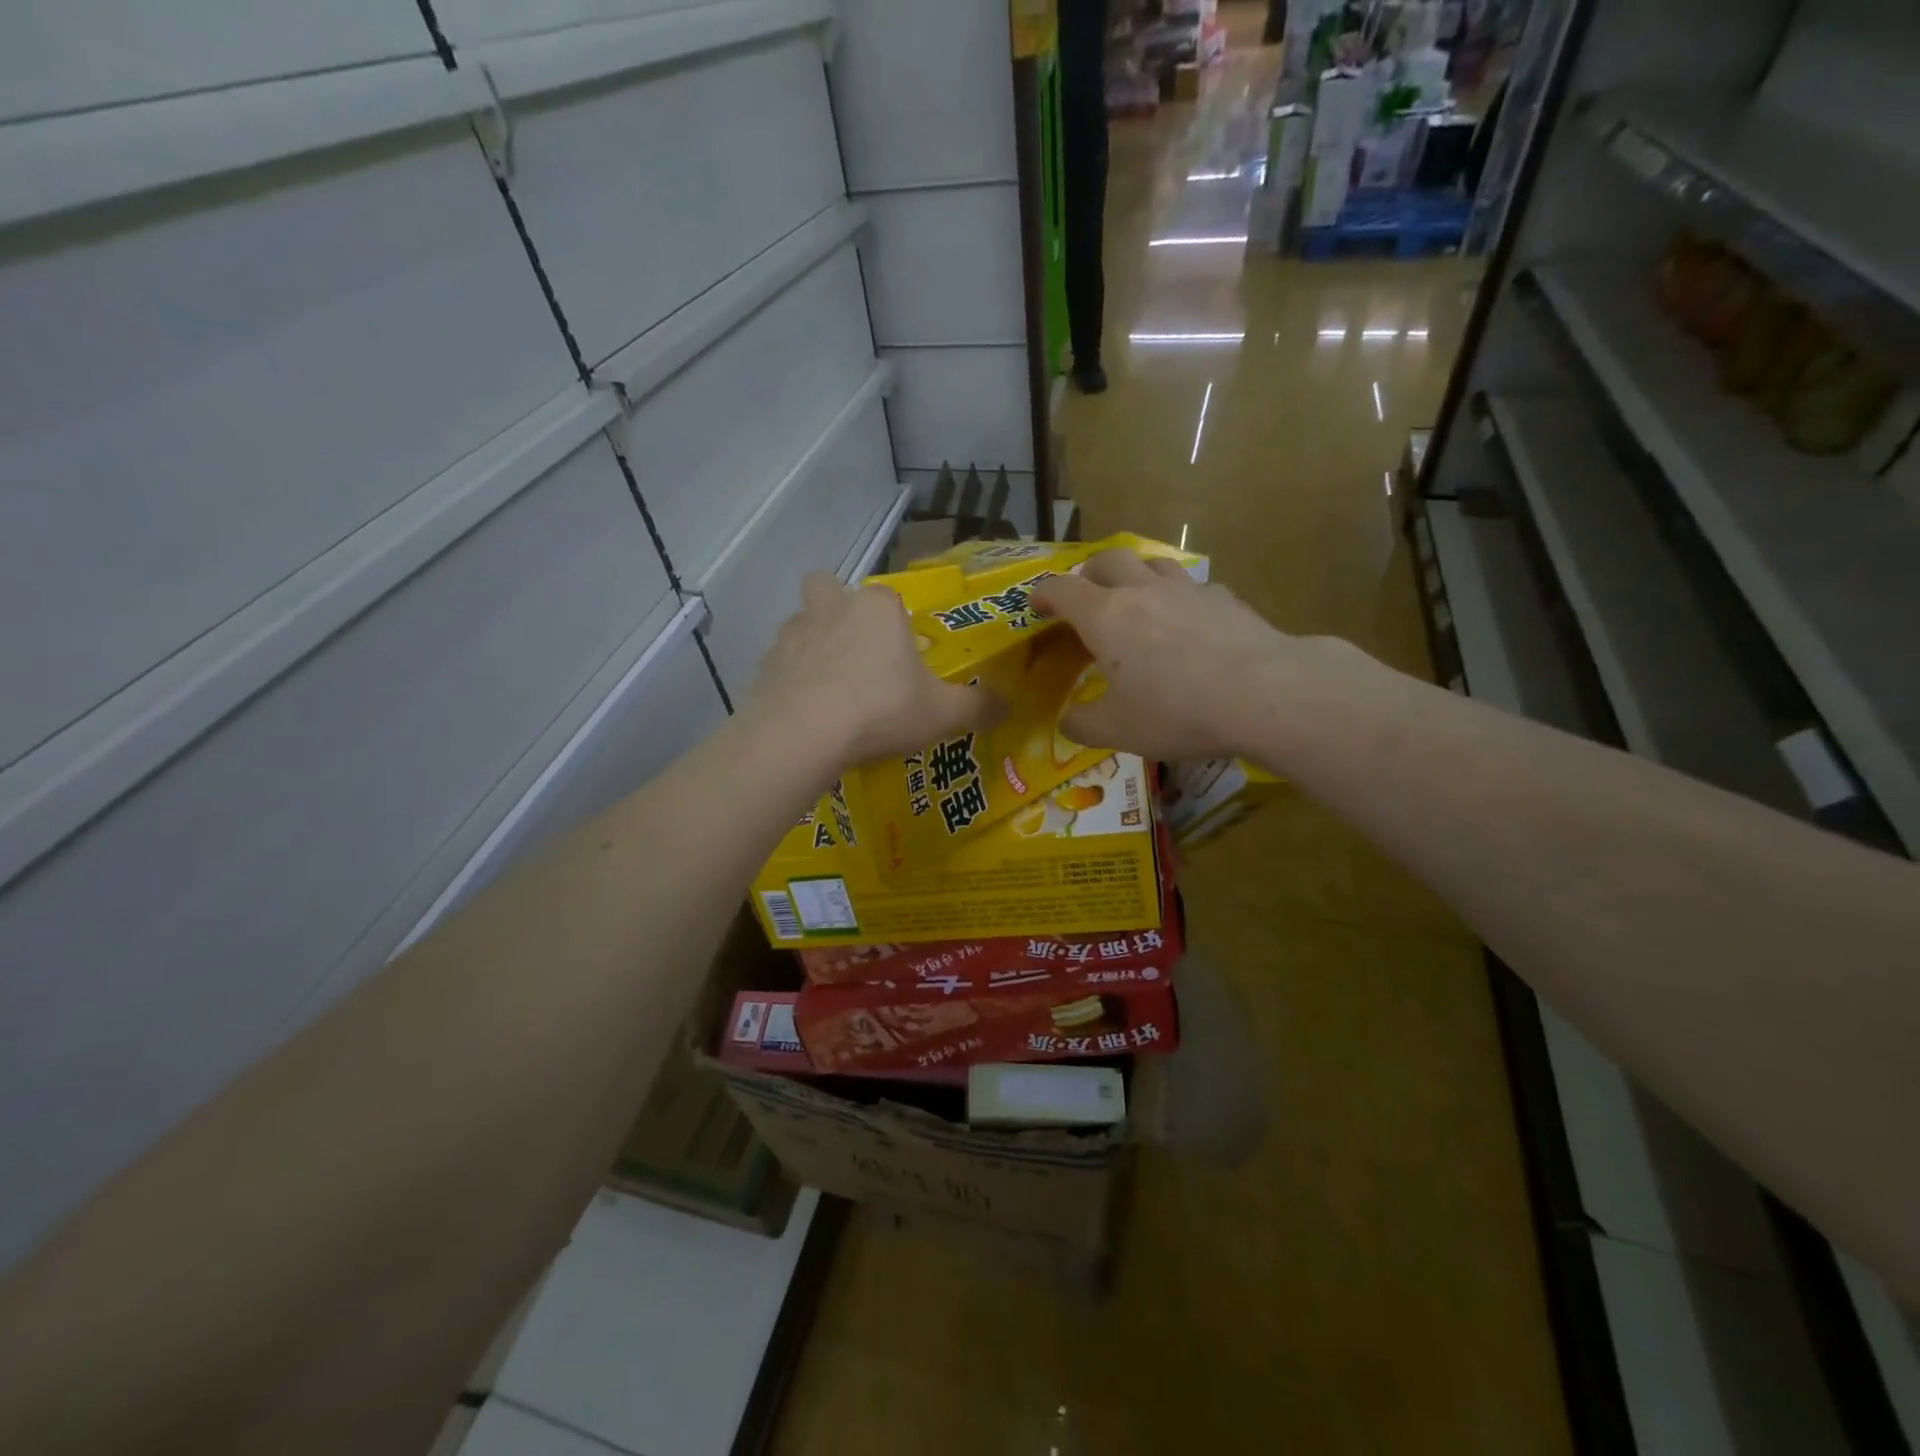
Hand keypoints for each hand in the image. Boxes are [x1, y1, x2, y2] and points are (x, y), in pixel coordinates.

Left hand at [752, 574, 997, 767]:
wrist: (803, 734)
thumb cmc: (880, 711)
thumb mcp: (942, 714)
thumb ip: (978, 707)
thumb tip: (1009, 706)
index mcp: (878, 608)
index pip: (889, 598)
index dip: (896, 625)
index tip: (902, 659)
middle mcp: (833, 607)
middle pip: (828, 588)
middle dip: (837, 609)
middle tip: (855, 653)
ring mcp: (793, 633)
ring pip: (801, 622)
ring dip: (813, 644)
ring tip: (830, 687)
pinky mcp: (765, 664)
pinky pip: (781, 662)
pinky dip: (792, 679)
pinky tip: (806, 711)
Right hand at [1033, 549, 1298, 759]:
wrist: (1264, 693)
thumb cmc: (1177, 711)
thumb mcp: (1117, 731)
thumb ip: (1082, 724)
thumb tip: (1067, 720)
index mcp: (1105, 617)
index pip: (1062, 589)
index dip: (1043, 593)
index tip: (1036, 604)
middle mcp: (1142, 591)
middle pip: (1106, 559)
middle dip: (1087, 572)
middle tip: (1083, 594)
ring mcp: (1186, 589)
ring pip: (1151, 562)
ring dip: (1133, 573)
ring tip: (1133, 596)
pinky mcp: (1224, 598)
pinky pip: (1191, 585)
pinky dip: (1177, 595)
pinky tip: (1186, 620)